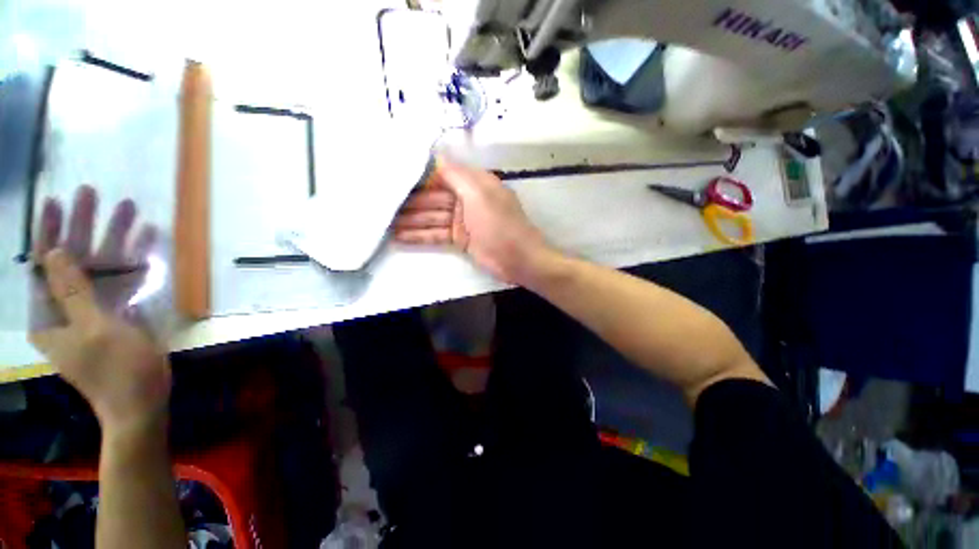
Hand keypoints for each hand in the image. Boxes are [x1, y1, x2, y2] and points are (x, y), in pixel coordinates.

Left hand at [30, 187, 169, 434]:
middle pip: (74, 258)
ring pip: (103, 265)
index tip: (56, 202)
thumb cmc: (114, 370)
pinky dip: (136, 259)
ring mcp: (96, 308)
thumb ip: (73, 292)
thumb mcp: (92, 330)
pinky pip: (125, 279)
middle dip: (84, 226)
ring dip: (116, 238)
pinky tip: (148, 241)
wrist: (142, 399)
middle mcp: (69, 306)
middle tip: (93, 194)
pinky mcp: (120, 311)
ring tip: (129, 210)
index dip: (49, 231)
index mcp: (50, 314)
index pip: (44, 264)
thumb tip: (56, 251)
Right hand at [393, 158, 554, 284]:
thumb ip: (456, 175)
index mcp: (475, 183)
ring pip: (433, 217)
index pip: (443, 174)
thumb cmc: (499, 224)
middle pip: (434, 198)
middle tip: (382, 204)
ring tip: (384, 223)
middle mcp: (467, 199)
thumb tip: (435, 157)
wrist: (518, 259)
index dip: (420, 176)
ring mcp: (463, 221)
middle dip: (410, 202)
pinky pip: (437, 234)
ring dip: (410, 221)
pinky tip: (399, 237)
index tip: (395, 176)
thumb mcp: (479, 194)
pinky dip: (420, 236)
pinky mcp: (460, 239)